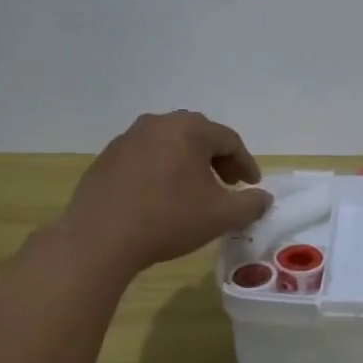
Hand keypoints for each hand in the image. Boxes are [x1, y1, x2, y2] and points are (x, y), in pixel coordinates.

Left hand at [58, 111, 271, 275]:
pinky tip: (161, 197)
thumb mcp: (221, 216)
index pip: (229, 140)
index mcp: (189, 129)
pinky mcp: (106, 158)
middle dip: (218, 160)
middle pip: (199, 136)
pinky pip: (145, 158)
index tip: (252, 187)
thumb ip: (251, 204)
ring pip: (170, 145)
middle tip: (229, 185)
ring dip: (189, 164)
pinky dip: (162, 171)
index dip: (246, 164)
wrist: (99, 239)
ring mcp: (127, 139)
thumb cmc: (168, 220)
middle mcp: (158, 124)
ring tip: (195, 191)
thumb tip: (263, 198)